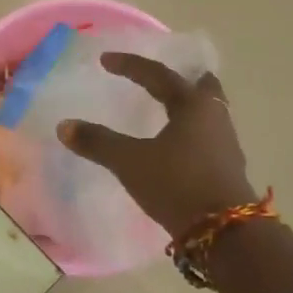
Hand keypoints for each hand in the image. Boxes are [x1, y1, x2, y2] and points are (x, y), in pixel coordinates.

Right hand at [57, 53, 257, 237]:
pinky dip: (192, 131)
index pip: (159, 75)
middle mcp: (214, 117)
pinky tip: (178, 145)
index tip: (105, 60)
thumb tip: (65, 126)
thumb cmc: (177, 184)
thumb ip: (98, 142)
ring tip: (167, 110)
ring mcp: (226, 144)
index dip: (131, 66)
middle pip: (201, 87)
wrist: (225, 231)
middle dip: (182, 79)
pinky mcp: (227, 168)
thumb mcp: (130, 162)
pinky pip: (208, 136)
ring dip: (188, 106)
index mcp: (193, 105)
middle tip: (161, 78)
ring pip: (208, 112)